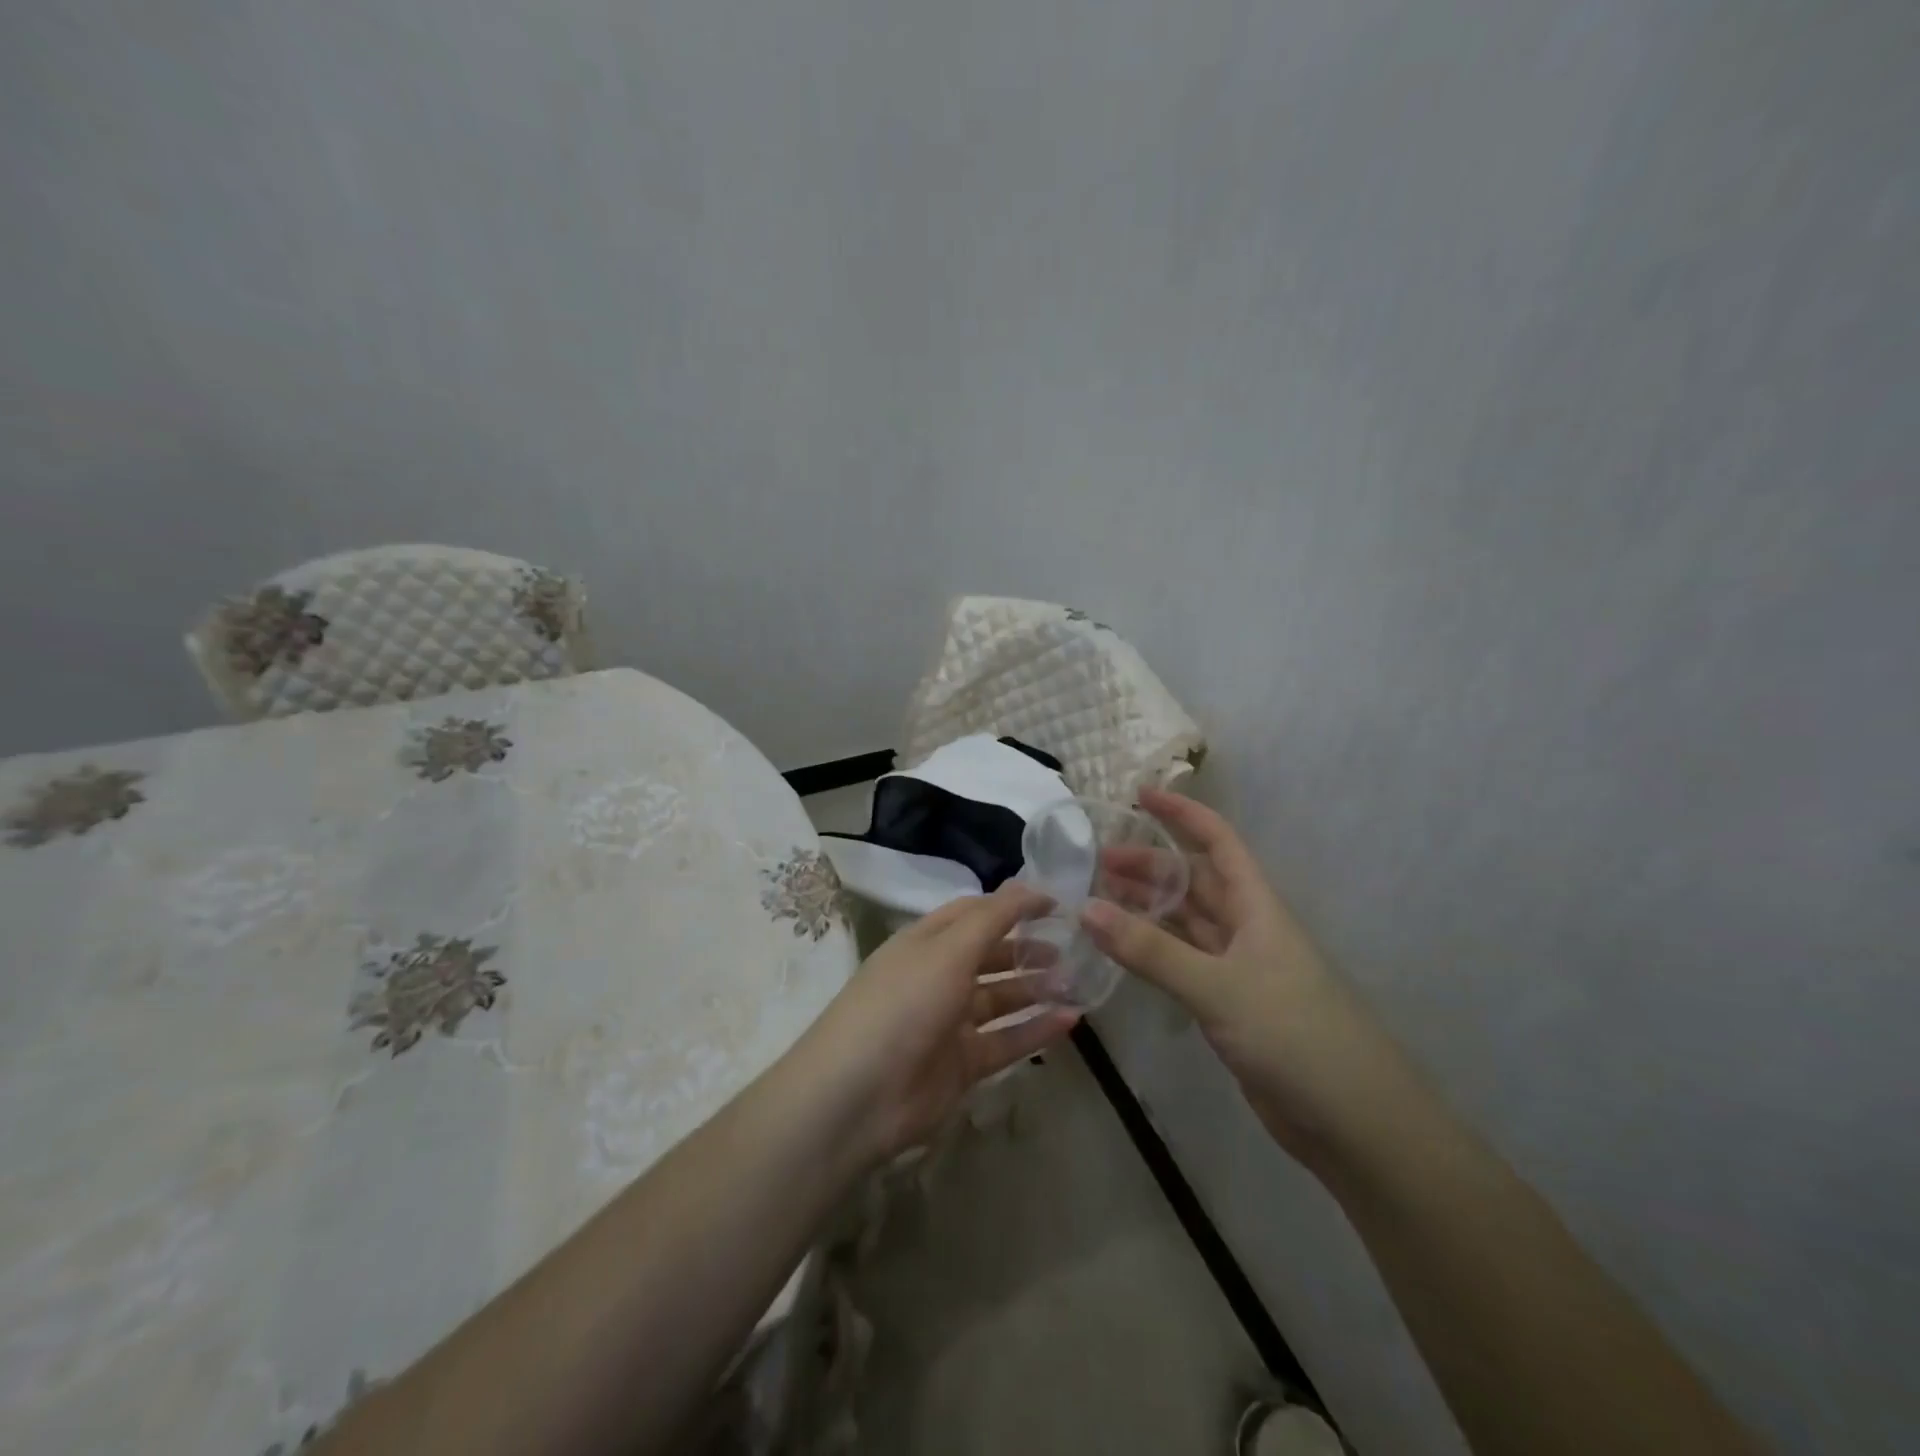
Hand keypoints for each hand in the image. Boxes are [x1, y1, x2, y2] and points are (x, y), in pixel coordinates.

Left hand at [797, 883, 1078, 1162]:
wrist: (857, 1096)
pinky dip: (1036, 1031)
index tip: (1057, 906)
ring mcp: (949, 1023)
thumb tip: (1032, 886)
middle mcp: (937, 976)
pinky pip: (1006, 1041)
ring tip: (1077, 984)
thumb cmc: (904, 1004)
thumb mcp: (948, 949)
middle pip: (989, 956)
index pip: (974, 913)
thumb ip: (994, 917)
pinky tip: (1071, 1021)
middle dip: (1027, 950)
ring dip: (1036, 989)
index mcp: (926, 942)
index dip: (1013, 905)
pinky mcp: (961, 1065)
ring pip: (1001, 1000)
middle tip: (1072, 950)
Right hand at [1083, 789, 1415, 1168]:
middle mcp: (1246, 928)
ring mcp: (1238, 968)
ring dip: (1146, 907)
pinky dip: (1152, 951)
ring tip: (1097, 898)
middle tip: (1096, 862)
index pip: (1217, 841)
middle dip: (1149, 864)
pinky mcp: (1228, 1005)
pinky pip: (1181, 962)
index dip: (1181, 813)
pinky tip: (1121, 949)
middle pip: (1193, 881)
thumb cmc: (1294, 1034)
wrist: (1352, 1121)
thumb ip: (1151, 950)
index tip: (1138, 795)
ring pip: (1184, 922)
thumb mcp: (1217, 986)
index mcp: (1256, 906)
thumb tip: (1087, 908)